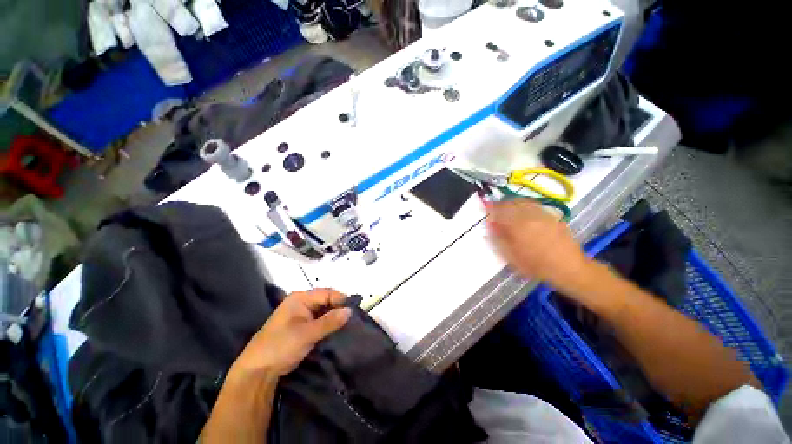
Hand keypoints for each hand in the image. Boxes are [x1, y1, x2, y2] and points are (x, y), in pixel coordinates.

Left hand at [231, 289, 351, 377]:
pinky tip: (335, 330)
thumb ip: (330, 321)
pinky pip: (318, 319)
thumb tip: (350, 310)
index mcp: (300, 298)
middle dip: (338, 308)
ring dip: (333, 317)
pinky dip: (327, 324)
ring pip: (323, 310)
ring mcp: (300, 314)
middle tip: (352, 318)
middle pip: (325, 300)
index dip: (341, 300)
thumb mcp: (308, 333)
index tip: (354, 310)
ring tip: (347, 324)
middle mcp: (300, 302)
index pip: (327, 293)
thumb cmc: (281, 346)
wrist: (257, 371)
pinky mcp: (300, 325)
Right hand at [486, 199, 589, 285]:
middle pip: (511, 203)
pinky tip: (523, 210)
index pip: (499, 212)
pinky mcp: (552, 216)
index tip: (485, 208)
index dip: (490, 208)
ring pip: (523, 201)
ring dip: (511, 202)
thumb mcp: (512, 256)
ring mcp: (542, 215)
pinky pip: (534, 205)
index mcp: (518, 226)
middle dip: (500, 204)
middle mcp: (529, 216)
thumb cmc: (536, 265)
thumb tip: (490, 225)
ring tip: (507, 207)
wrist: (568, 267)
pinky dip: (524, 204)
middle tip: (494, 208)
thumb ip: (498, 239)